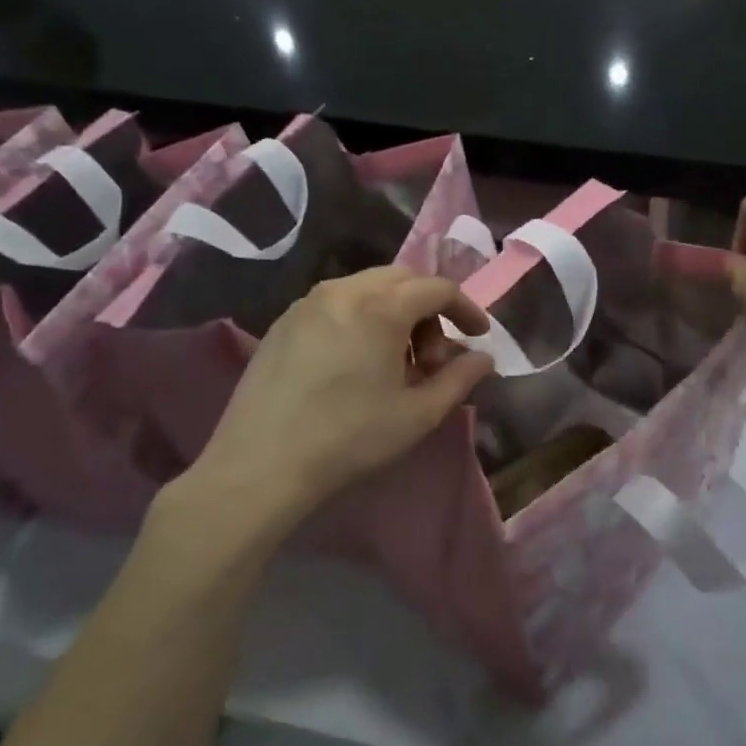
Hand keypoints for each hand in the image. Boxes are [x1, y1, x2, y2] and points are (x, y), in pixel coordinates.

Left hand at [186, 267, 493, 523]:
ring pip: (366, 289)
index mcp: (380, 306)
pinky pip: (336, 305)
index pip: (437, 288)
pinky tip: (358, 364)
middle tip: (435, 354)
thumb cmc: (351, 438)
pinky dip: (362, 319)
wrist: (262, 465)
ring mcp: (306, 304)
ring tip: (397, 362)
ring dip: (395, 313)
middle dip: (429, 309)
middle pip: (402, 280)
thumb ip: (459, 379)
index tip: (479, 337)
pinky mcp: (282, 324)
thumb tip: (484, 358)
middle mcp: (342, 291)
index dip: (466, 309)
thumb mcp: (419, 413)